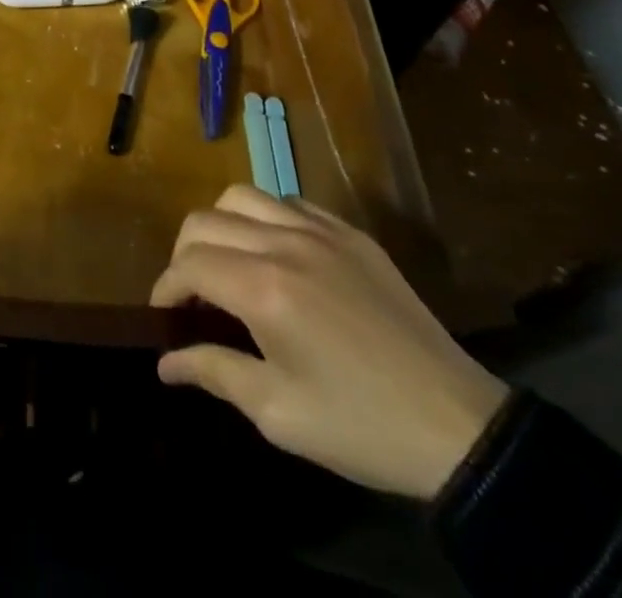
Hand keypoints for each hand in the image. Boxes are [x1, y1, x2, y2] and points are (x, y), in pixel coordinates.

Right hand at [151, 186, 507, 499]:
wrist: (457, 425)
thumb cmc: (360, 426)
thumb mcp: (279, 413)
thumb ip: (214, 372)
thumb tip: (164, 362)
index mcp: (263, 289)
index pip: (189, 264)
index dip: (165, 287)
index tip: (164, 316)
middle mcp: (284, 243)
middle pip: (206, 220)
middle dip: (184, 254)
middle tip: (192, 295)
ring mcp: (321, 231)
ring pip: (243, 196)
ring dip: (220, 225)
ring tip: (228, 263)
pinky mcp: (350, 233)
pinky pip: (289, 202)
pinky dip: (265, 218)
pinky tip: (275, 254)